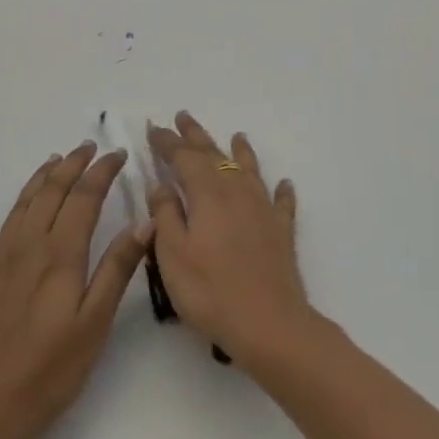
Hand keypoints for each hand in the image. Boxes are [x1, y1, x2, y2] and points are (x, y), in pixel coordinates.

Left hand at [0, 142, 148, 438]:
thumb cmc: (47, 374)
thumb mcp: (94, 325)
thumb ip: (116, 270)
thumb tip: (143, 221)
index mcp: (60, 256)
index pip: (84, 198)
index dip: (102, 172)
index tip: (118, 154)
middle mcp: (26, 250)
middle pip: (50, 194)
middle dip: (71, 166)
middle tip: (89, 148)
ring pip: (18, 209)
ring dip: (37, 181)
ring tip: (52, 162)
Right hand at [145, 113, 313, 364]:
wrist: (268, 321)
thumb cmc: (210, 290)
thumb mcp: (172, 254)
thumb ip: (165, 214)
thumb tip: (162, 184)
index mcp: (208, 194)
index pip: (184, 158)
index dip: (167, 142)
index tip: (154, 128)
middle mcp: (237, 192)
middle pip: (215, 155)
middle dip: (197, 136)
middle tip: (183, 116)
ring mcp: (263, 209)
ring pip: (249, 170)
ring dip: (240, 151)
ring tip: (236, 135)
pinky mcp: (281, 231)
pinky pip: (281, 202)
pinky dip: (281, 190)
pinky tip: (285, 184)